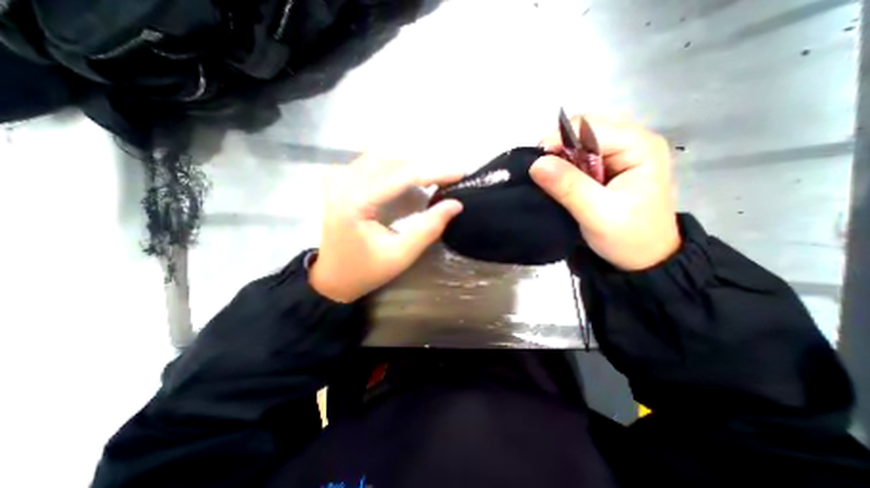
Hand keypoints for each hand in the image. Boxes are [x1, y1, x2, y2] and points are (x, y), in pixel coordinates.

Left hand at [311, 155, 464, 301]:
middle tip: (449, 179)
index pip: (401, 175)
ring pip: (385, 159)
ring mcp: (339, 177)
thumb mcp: (401, 255)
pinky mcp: (340, 180)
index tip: (460, 173)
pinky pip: (374, 164)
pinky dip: (397, 171)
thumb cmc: (365, 270)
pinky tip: (410, 184)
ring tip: (433, 182)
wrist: (332, 276)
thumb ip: (429, 228)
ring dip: (411, 168)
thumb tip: (455, 204)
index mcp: (355, 201)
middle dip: (425, 168)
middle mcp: (343, 181)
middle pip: (393, 161)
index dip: (434, 172)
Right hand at [530, 114, 679, 270]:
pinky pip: (579, 158)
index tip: (537, 165)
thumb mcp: (597, 214)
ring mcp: (620, 154)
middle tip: (543, 176)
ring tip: (550, 182)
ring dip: (559, 160)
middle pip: (582, 130)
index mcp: (638, 146)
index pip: (588, 127)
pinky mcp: (609, 167)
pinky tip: (559, 183)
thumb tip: (536, 163)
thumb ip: (568, 187)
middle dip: (557, 150)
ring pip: (578, 143)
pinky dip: (564, 168)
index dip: (558, 141)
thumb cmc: (628, 237)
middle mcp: (630, 142)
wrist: (644, 259)